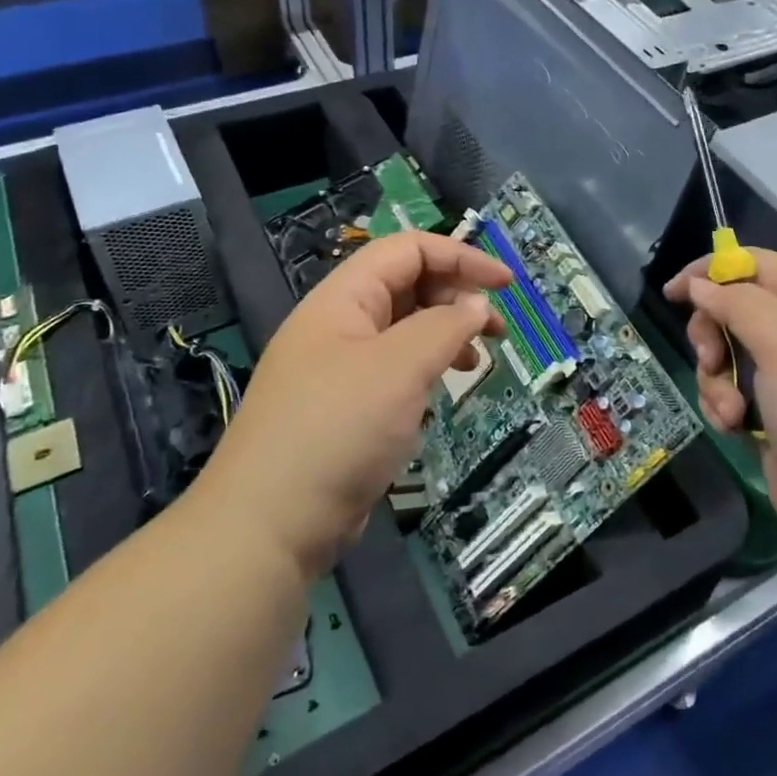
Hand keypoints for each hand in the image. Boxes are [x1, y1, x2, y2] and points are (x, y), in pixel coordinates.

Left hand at [200, 232, 509, 575]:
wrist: (270, 525)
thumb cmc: (338, 429)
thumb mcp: (399, 367)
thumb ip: (445, 326)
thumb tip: (477, 304)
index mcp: (342, 298)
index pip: (407, 250)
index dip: (460, 257)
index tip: (506, 285)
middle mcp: (339, 325)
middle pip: (406, 286)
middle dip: (456, 297)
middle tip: (495, 330)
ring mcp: (340, 368)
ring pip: (403, 330)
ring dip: (445, 335)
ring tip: (476, 361)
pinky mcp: (346, 409)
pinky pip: (394, 371)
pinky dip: (426, 371)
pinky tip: (441, 393)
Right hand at [665, 249, 776, 570]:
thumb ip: (740, 305)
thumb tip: (700, 284)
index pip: (757, 265)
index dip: (713, 270)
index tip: (676, 292)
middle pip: (733, 309)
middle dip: (711, 332)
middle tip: (710, 358)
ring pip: (725, 355)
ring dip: (714, 379)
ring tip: (730, 411)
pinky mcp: (770, 414)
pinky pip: (728, 392)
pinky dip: (722, 406)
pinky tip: (735, 429)